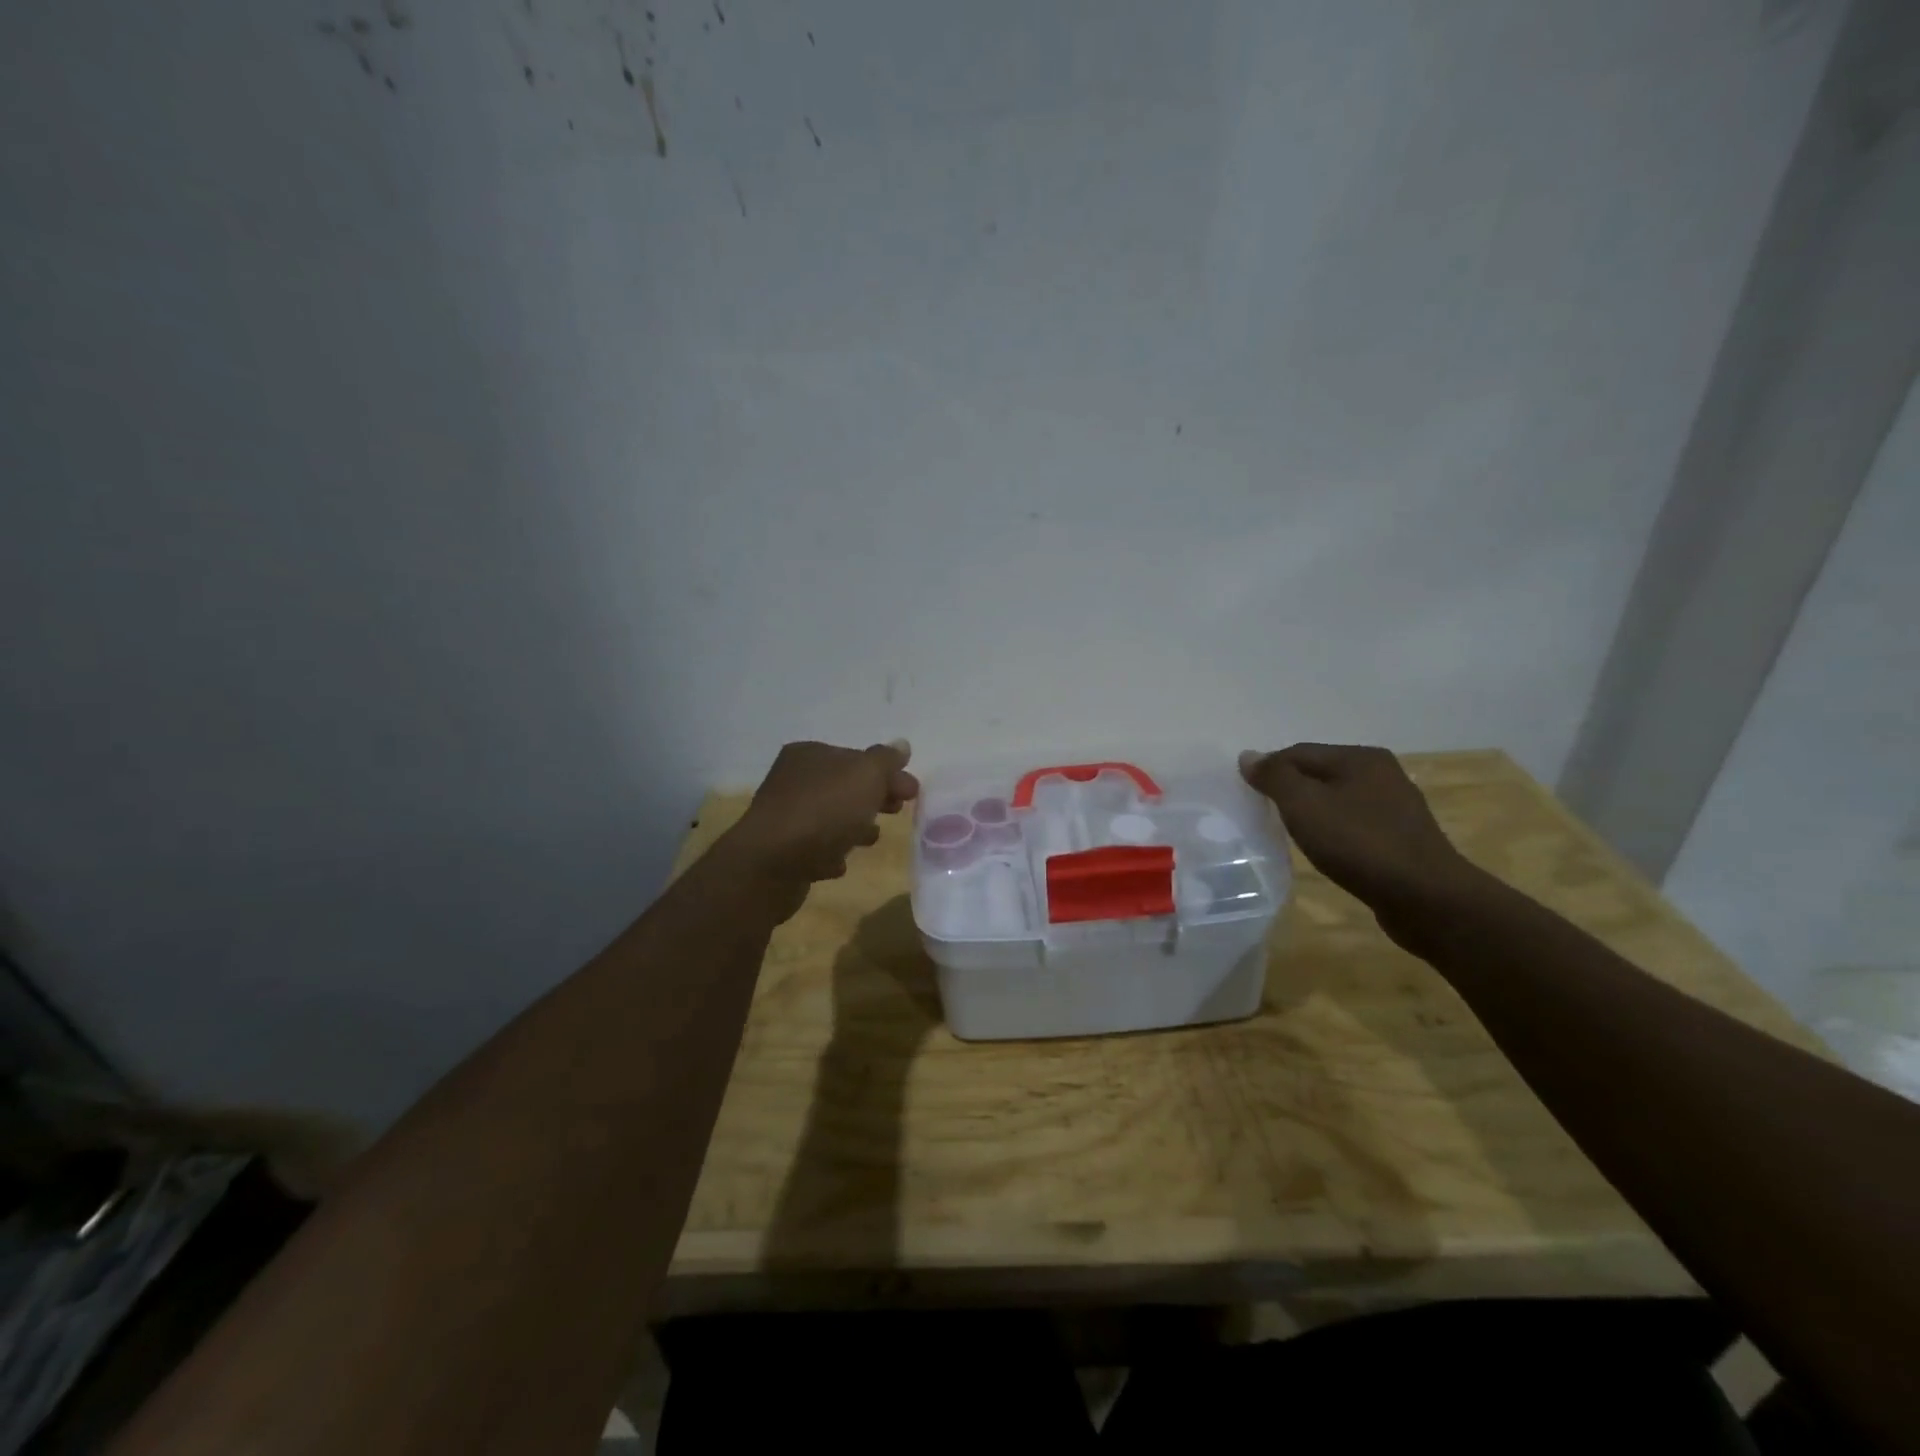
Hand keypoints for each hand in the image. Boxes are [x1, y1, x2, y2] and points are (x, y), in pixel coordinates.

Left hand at [717, 740, 918, 913]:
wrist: (772, 863)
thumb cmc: (824, 810)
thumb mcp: (865, 775)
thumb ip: (886, 760)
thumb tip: (901, 744)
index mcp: (809, 754)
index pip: (856, 757)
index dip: (887, 772)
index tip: (913, 792)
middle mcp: (793, 780)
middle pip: (845, 786)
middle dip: (875, 798)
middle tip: (898, 811)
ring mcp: (785, 816)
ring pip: (831, 817)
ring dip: (854, 825)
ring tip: (872, 839)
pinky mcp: (782, 851)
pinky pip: (815, 847)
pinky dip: (831, 851)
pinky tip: (840, 862)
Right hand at [1239, 744, 1480, 921]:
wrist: (1426, 898)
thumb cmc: (1359, 843)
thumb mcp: (1304, 804)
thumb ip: (1275, 776)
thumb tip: (1249, 756)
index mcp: (1360, 757)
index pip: (1299, 752)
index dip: (1268, 770)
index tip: (1246, 796)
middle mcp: (1382, 774)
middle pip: (1319, 774)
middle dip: (1290, 791)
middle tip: (1264, 815)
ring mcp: (1396, 807)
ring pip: (1337, 800)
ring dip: (1311, 812)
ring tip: (1290, 834)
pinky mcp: (1402, 839)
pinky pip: (1354, 825)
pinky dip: (1333, 832)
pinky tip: (1325, 850)